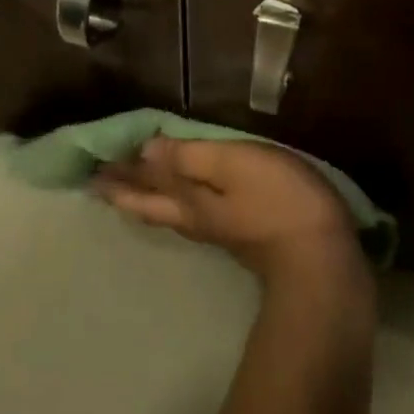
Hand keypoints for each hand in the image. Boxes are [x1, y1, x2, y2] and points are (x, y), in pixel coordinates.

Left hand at [96, 138, 368, 289]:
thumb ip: (190, 157)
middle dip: (124, 189)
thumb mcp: (233, 166)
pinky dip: (177, 200)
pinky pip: (194, 212)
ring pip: (169, 211)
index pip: (143, 184)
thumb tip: (146, 149)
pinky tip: (187, 199)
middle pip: (151, 203)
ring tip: (130, 187)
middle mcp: (195, 219)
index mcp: (189, 201)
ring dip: (146, 196)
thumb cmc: (278, 203)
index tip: (92, 164)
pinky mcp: (243, 235)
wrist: (322, 264)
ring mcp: (219, 231)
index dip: (118, 173)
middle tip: (98, 179)